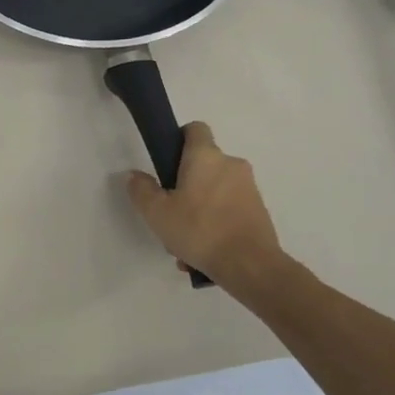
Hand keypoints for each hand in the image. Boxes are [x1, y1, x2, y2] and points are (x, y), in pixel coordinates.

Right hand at [125, 122, 287, 292]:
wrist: (250, 265)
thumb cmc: (199, 230)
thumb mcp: (156, 212)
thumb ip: (142, 190)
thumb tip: (135, 175)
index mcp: (206, 157)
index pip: (195, 128)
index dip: (178, 139)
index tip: (166, 161)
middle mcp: (231, 164)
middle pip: (203, 164)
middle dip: (185, 184)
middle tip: (169, 210)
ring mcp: (248, 187)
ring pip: (214, 190)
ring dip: (198, 208)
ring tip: (184, 241)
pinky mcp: (259, 210)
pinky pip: (228, 209)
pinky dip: (215, 223)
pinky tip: (202, 251)